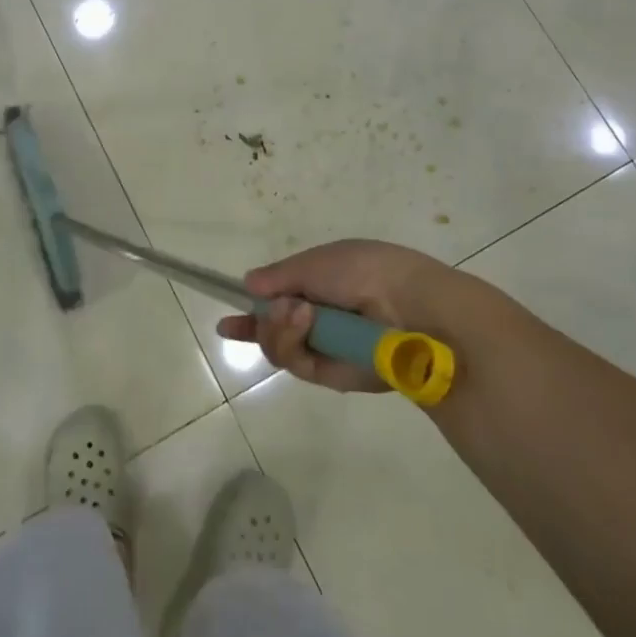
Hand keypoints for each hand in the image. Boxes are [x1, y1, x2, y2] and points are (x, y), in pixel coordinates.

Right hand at [216, 239, 479, 392]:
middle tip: (280, 307)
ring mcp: (325, 347)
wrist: (408, 306)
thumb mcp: (315, 262)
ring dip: (277, 328)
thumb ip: (279, 276)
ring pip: (278, 347)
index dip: (253, 310)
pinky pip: (296, 363)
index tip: (227, 323)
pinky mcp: (332, 375)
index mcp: (320, 285)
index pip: (277, 300)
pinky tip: (304, 323)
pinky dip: (292, 343)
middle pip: (271, 327)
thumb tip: (248, 284)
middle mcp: (320, 318)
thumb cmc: (363, 271)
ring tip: (299, 314)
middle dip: (265, 318)